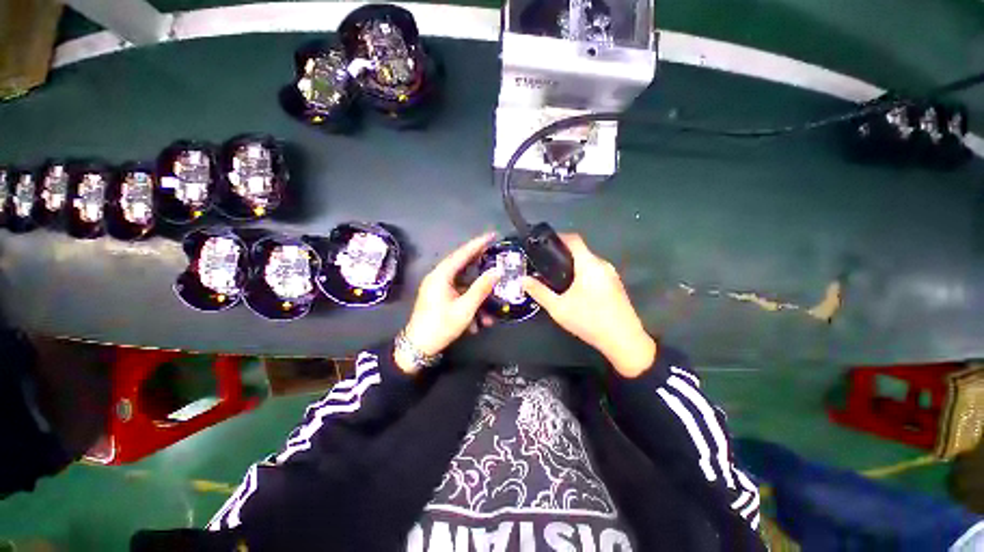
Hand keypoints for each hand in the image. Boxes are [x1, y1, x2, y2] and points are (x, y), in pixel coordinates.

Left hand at [397, 232, 500, 373]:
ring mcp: (436, 289)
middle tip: (496, 256)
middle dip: (480, 266)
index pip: (462, 254)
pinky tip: (479, 323)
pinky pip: (457, 296)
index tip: (492, 235)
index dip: (478, 244)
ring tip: (491, 305)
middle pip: (462, 266)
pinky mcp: (438, 300)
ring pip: (462, 285)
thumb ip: (481, 288)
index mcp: (441, 275)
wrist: (418, 346)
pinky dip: (469, 305)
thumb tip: (497, 271)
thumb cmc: (440, 325)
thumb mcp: (465, 309)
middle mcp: (437, 278)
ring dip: (477, 296)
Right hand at [522, 234, 655, 377]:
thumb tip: (523, 280)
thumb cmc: (590, 320)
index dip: (559, 237)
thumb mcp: (559, 309)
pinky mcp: (618, 288)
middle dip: (565, 257)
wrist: (623, 339)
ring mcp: (613, 276)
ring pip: (591, 265)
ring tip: (560, 282)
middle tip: (547, 268)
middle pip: (582, 253)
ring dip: (577, 270)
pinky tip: (579, 295)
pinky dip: (587, 279)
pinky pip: (599, 276)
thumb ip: (540, 292)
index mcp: (589, 263)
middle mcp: (603, 264)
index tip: (544, 243)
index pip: (574, 239)